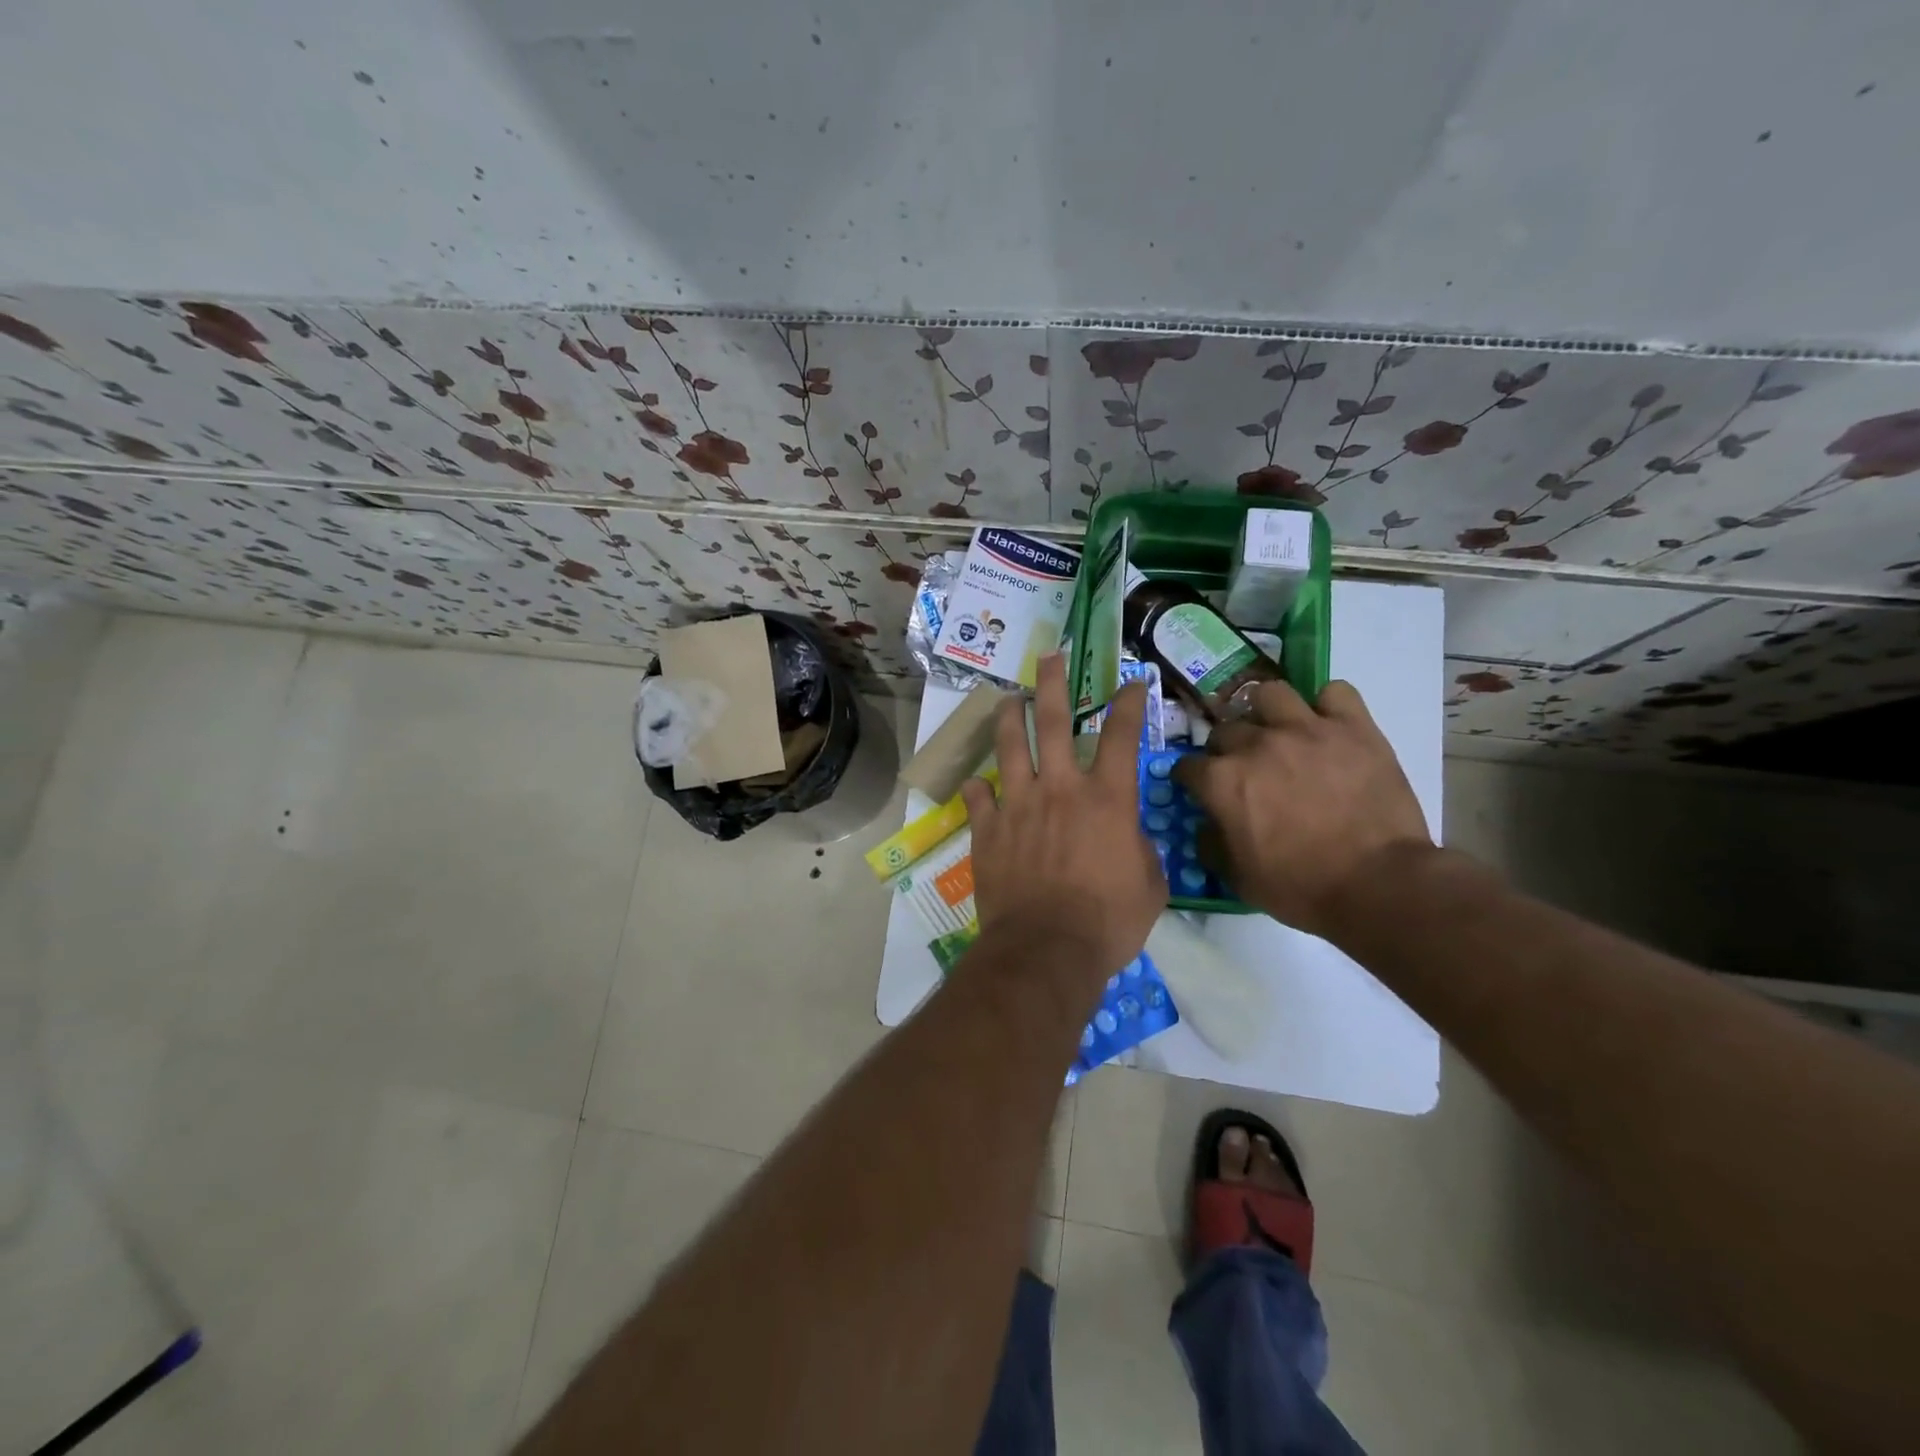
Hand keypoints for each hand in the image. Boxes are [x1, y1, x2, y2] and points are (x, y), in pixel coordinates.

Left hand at [961, 656, 1165, 982]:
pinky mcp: (987, 828)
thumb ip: (1139, 847)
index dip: (1130, 703)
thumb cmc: (1109, 922)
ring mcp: (1018, 804)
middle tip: (1049, 657)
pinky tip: (977, 781)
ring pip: (1009, 745)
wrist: (1047, 950)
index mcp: (1106, 798)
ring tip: (1008, 700)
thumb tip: (1127, 835)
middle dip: (1052, 682)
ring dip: (1009, 717)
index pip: (1123, 735)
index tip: (1131, 682)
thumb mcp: (1150, 884)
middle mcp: (1060, 788)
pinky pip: (977, 796)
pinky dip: (978, 786)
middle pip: (1053, 719)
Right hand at [1173, 680, 1431, 938]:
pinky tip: (1329, 726)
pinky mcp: (1353, 727)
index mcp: (1222, 781)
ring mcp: (1306, 729)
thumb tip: (1206, 826)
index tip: (1201, 790)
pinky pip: (1335, 692)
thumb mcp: (1239, 879)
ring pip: (1271, 694)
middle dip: (1227, 749)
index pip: (1187, 766)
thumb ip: (1212, 845)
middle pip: (1225, 729)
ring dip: (1268, 712)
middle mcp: (1256, 745)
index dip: (1192, 780)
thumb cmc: (1301, 888)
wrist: (1378, 885)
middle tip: (1245, 769)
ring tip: (1280, 731)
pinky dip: (1329, 706)